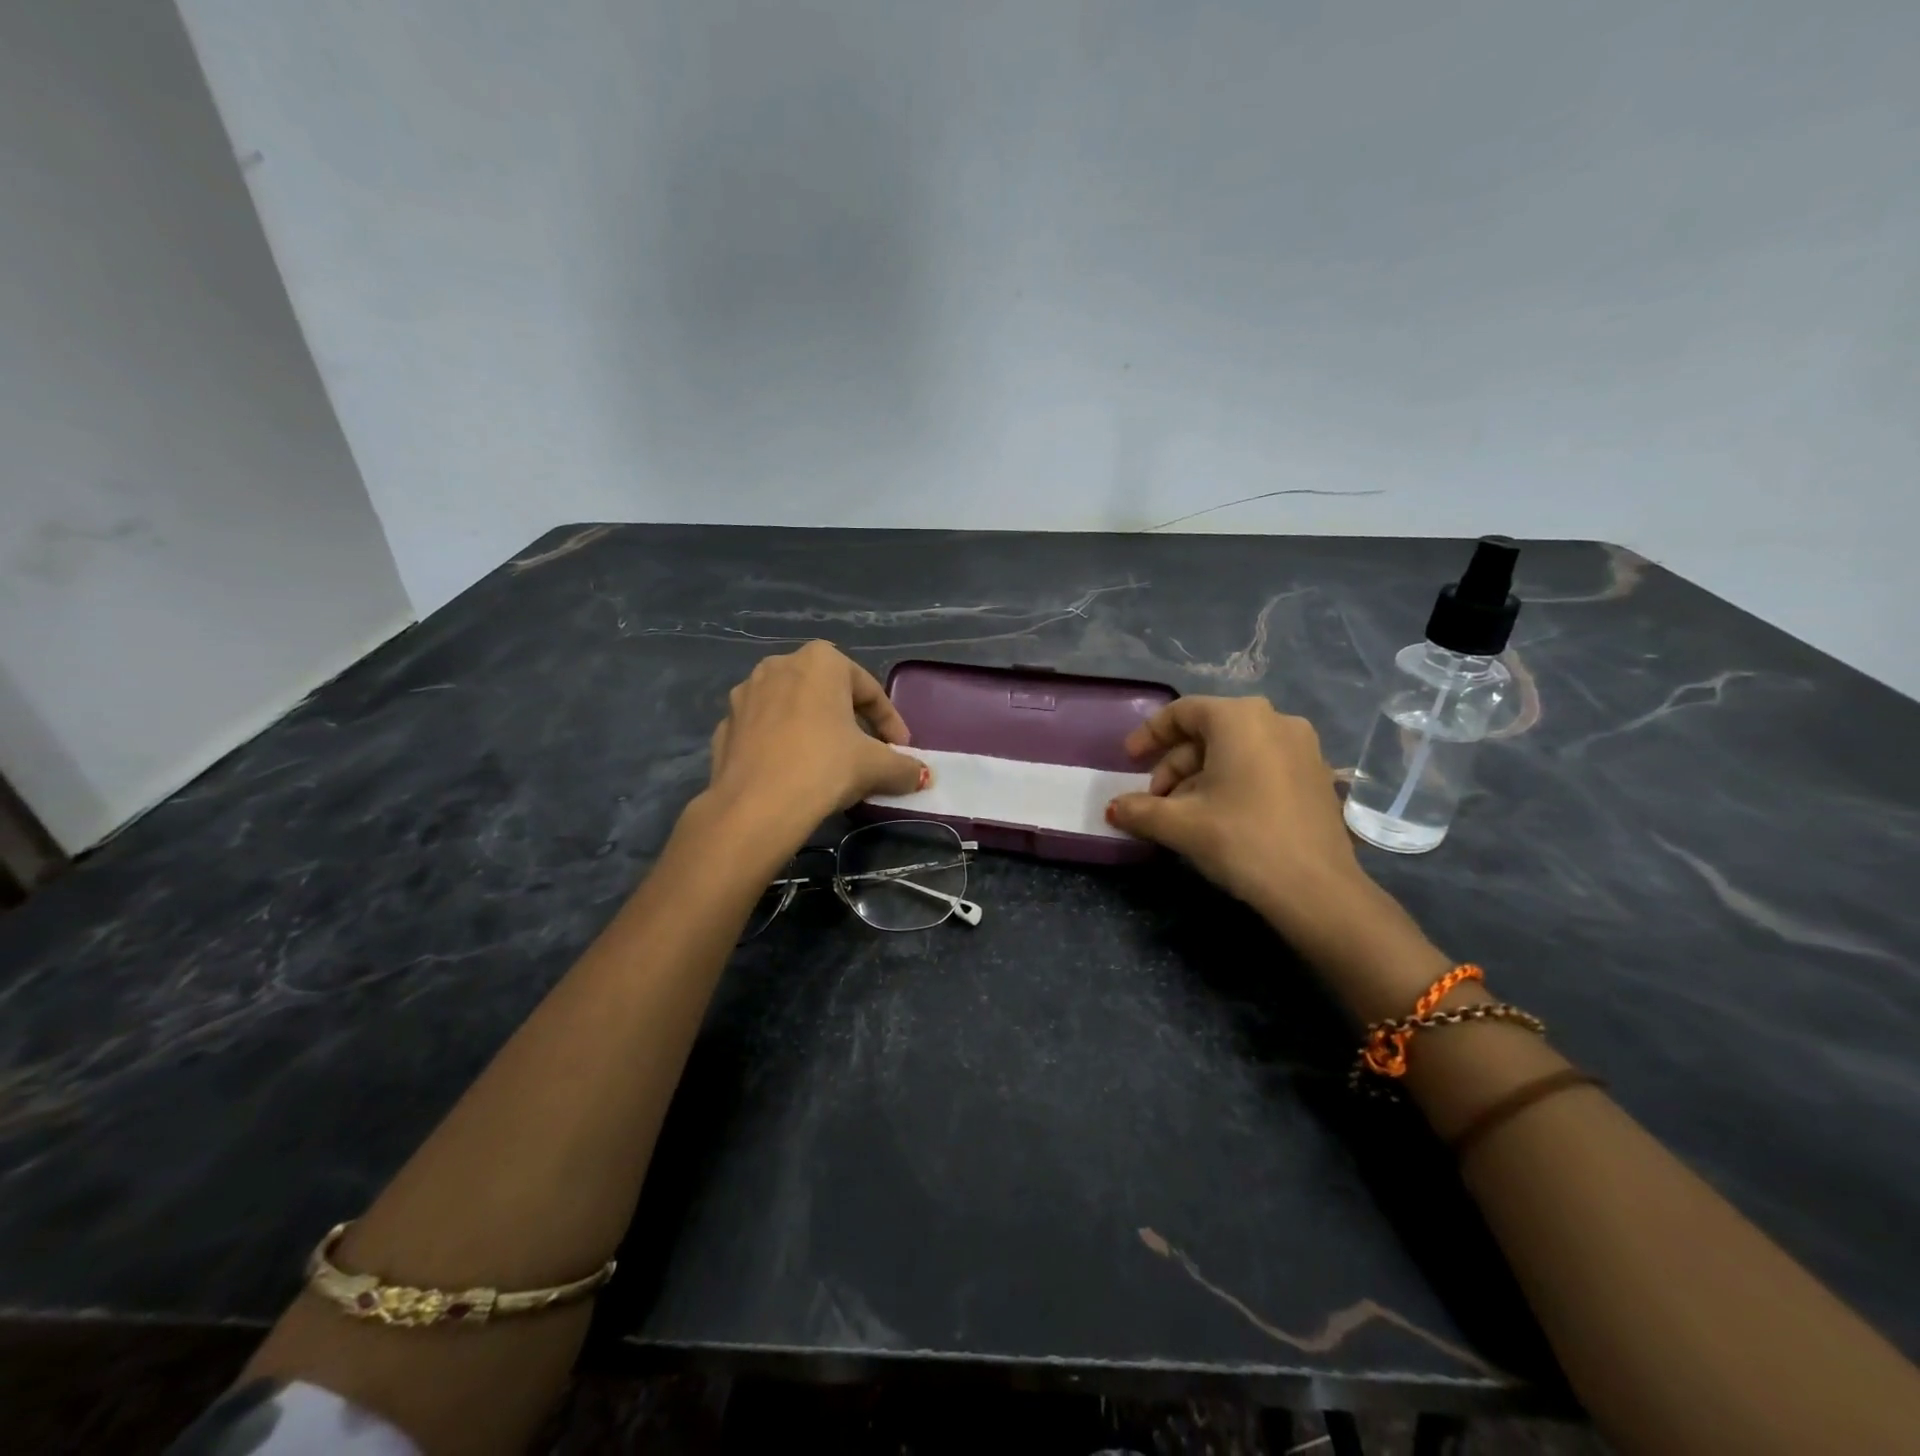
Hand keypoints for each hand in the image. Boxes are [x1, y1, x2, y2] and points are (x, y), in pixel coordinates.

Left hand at [702, 642, 927, 839]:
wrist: (755, 806)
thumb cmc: (824, 767)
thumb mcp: (876, 766)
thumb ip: (904, 767)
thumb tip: (923, 776)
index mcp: (821, 661)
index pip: (869, 690)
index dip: (890, 722)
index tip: (901, 750)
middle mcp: (779, 665)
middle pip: (828, 693)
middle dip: (850, 721)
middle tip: (866, 752)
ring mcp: (745, 694)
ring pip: (792, 708)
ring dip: (814, 729)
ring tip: (828, 762)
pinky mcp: (724, 726)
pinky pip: (765, 730)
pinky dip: (782, 744)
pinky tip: (792, 772)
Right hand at [1106, 696, 1369, 939]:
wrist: (1317, 890)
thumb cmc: (1241, 840)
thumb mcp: (1180, 824)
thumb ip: (1140, 810)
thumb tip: (1114, 809)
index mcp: (1240, 718)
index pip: (1183, 712)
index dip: (1149, 734)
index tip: (1129, 761)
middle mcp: (1276, 720)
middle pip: (1209, 733)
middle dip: (1175, 766)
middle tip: (1155, 801)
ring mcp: (1303, 748)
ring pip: (1236, 751)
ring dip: (1200, 777)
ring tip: (1183, 815)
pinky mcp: (1317, 776)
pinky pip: (1262, 765)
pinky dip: (1233, 782)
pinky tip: (1220, 818)